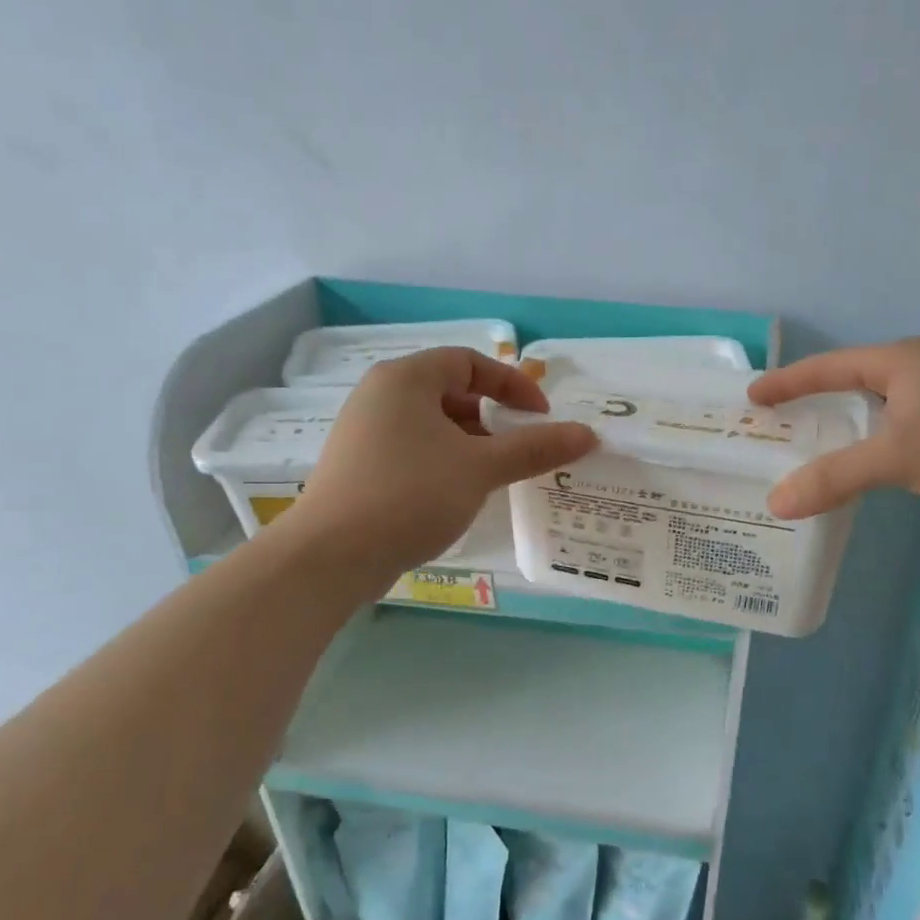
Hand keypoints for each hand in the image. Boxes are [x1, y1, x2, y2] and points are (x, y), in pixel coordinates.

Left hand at [288, 347, 596, 587]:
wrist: (332, 556)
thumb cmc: (410, 494)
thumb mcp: (481, 468)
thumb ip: (534, 448)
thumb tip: (588, 434)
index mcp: (406, 379)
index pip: (469, 362)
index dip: (512, 385)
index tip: (542, 417)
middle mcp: (381, 395)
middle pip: (450, 392)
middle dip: (493, 418)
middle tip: (521, 448)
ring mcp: (365, 431)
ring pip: (433, 425)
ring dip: (471, 443)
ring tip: (496, 475)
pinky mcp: (360, 466)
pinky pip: (414, 449)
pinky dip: (445, 461)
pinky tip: (460, 493)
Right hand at [747, 337, 919, 525]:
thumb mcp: (898, 457)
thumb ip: (835, 477)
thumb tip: (775, 503)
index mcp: (901, 361)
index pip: (828, 366)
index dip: (788, 381)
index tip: (752, 398)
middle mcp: (919, 370)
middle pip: (850, 383)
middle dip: (811, 403)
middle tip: (775, 425)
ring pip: (875, 408)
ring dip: (842, 426)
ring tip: (807, 447)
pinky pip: (896, 428)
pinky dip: (869, 444)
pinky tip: (860, 465)